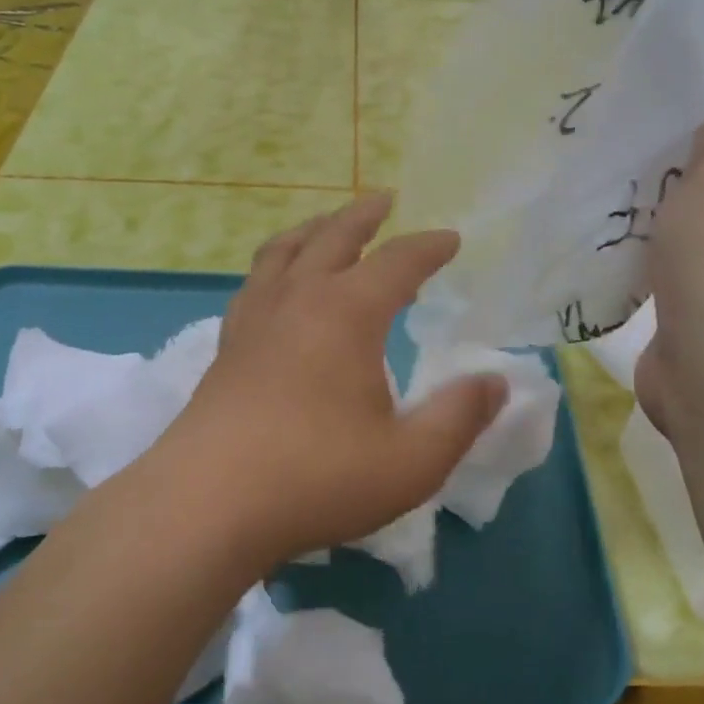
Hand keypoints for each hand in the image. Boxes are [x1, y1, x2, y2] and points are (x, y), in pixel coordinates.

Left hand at [168, 193, 507, 567]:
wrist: (207, 503)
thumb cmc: (317, 477)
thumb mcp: (411, 461)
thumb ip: (460, 417)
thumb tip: (496, 381)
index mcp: (347, 312)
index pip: (398, 261)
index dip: (429, 247)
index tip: (451, 239)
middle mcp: (298, 299)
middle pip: (333, 236)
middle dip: (364, 215)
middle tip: (384, 200)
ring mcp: (254, 319)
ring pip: (284, 251)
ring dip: (313, 230)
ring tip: (328, 226)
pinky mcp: (226, 346)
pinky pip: (254, 283)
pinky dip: (275, 266)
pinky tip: (278, 287)